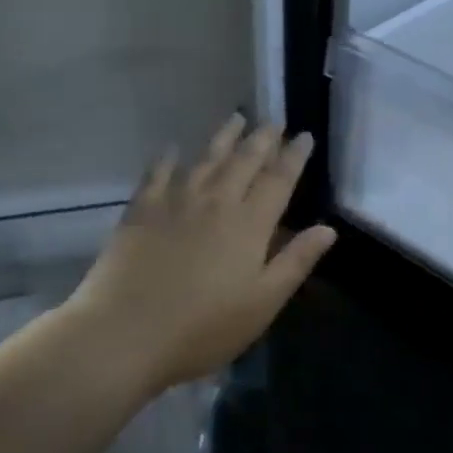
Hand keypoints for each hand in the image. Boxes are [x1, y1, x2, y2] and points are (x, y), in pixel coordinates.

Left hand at [69, 115, 336, 391]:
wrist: (124, 334)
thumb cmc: (202, 328)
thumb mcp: (262, 303)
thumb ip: (295, 262)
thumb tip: (328, 228)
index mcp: (250, 224)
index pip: (279, 180)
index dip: (294, 156)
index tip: (305, 136)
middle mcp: (216, 202)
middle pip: (244, 161)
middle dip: (263, 139)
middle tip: (275, 121)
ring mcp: (175, 202)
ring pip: (206, 159)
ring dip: (224, 137)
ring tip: (237, 118)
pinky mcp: (140, 211)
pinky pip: (158, 174)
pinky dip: (168, 159)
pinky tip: (173, 149)